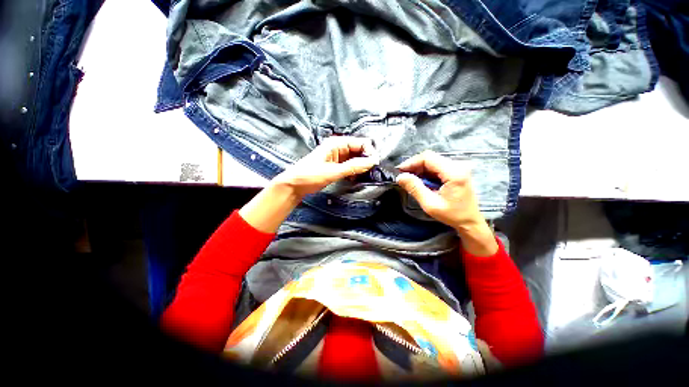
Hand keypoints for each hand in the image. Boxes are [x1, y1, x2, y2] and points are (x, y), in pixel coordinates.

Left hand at [273, 136, 378, 198]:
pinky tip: (354, 178)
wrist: (295, 185)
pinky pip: (350, 165)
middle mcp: (339, 147)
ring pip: (356, 158)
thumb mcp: (333, 171)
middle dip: (366, 160)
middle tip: (369, 172)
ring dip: (360, 167)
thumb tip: (372, 161)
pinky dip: (354, 171)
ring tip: (362, 176)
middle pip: (359, 150)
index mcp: (337, 143)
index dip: (369, 152)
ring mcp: (338, 156)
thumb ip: (353, 166)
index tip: (373, 165)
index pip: (361, 142)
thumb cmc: (311, 175)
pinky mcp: (336, 165)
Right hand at [396, 150, 497, 255]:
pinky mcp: (456, 171)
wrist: (470, 221)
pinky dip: (426, 172)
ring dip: (419, 169)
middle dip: (414, 166)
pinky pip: (436, 166)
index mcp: (454, 172)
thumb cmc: (452, 215)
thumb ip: (415, 188)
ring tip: (410, 180)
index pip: (428, 158)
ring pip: (432, 161)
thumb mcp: (430, 204)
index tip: (400, 171)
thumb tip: (400, 176)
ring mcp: (458, 167)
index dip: (411, 162)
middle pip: (430, 158)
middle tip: (403, 177)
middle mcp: (458, 165)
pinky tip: (420, 181)